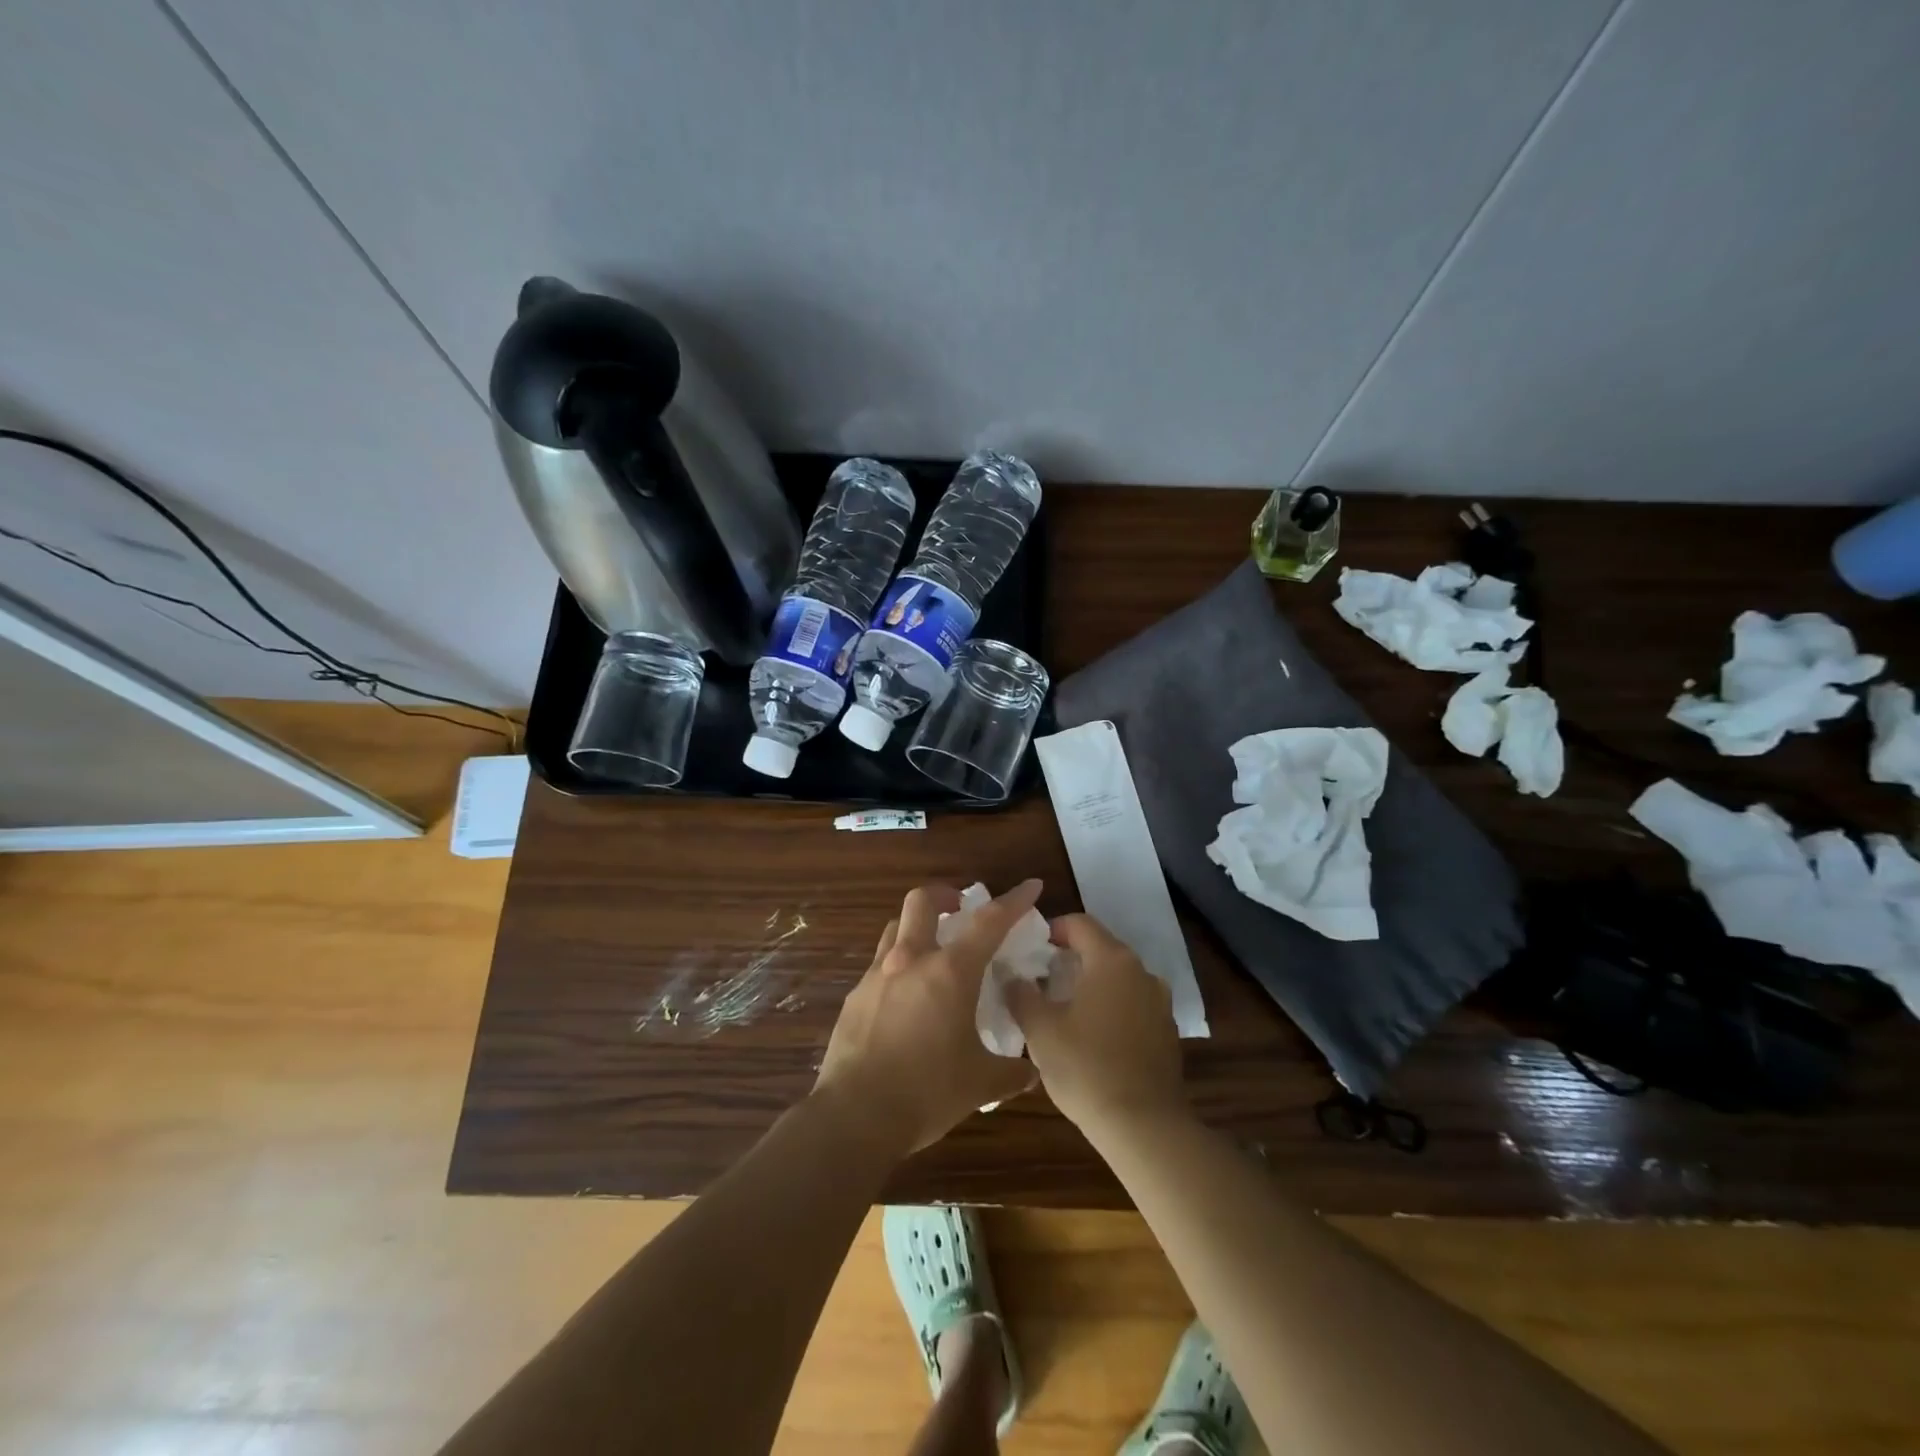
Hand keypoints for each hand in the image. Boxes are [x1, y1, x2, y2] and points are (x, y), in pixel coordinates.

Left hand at [814, 881, 1041, 1154]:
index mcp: (950, 972)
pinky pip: (879, 966)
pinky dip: (897, 967)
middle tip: (960, 911)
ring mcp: (876, 976)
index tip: (1031, 886)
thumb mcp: (980, 1084)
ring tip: (932, 951)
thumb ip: (1010, 1072)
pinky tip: (905, 999)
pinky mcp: (854, 998)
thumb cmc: (927, 1092)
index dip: (1014, 900)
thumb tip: (1030, 1072)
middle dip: (945, 895)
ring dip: (917, 927)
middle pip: (922, 901)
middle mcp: (911, 960)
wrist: (855, 1115)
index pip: (989, 921)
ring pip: (896, 928)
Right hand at [1006, 913, 1186, 1132]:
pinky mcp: (1166, 1031)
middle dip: (1069, 958)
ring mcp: (1159, 1002)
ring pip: (1118, 977)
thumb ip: (1021, 994)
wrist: (1144, 1126)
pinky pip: (1133, 1004)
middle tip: (1039, 980)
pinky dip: (1111, 1007)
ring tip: (1063, 1008)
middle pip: (1101, 948)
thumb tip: (1010, 976)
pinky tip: (1092, 1036)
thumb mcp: (1040, 1030)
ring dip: (1091, 983)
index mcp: (1111, 960)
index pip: (1080, 923)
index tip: (1030, 950)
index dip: (1052, 930)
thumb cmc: (1086, 1068)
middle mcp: (1141, 971)